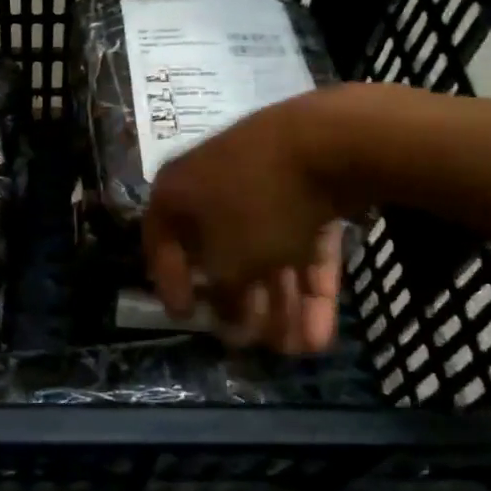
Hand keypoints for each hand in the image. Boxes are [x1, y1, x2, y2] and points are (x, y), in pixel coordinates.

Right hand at [143, 94, 348, 353]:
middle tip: (257, 342)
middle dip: (244, 304)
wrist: (329, 142)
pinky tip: (323, 330)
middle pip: (223, 253)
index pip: (161, 242)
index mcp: (179, 191)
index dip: (171, 284)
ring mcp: (263, 184)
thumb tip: (227, 321)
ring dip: (282, 303)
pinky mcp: (307, 190)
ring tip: (299, 349)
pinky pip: (300, 240)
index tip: (187, 319)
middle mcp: (214, 184)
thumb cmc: (258, 203)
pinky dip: (308, 282)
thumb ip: (224, 297)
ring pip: (267, 251)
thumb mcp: (231, 263)